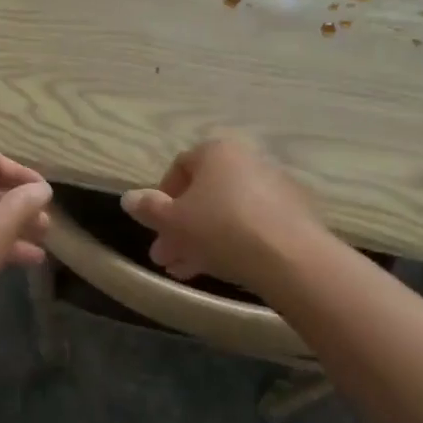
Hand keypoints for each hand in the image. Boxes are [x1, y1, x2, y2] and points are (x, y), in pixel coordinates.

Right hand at [120, 139, 326, 295]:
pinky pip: (251, 224)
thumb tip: (128, 198)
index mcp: (217, 151)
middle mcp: (247, 160)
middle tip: (164, 257)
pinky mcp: (294, 214)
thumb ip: (149, 208)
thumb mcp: (174, 221)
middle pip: (204, 194)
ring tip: (184, 271)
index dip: (161, 199)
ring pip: (226, 212)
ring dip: (201, 239)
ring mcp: (274, 187)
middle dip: (180, 227)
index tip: (155, 227)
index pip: (180, 167)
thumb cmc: (221, 228)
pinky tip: (219, 268)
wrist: (289, 257)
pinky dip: (232, 242)